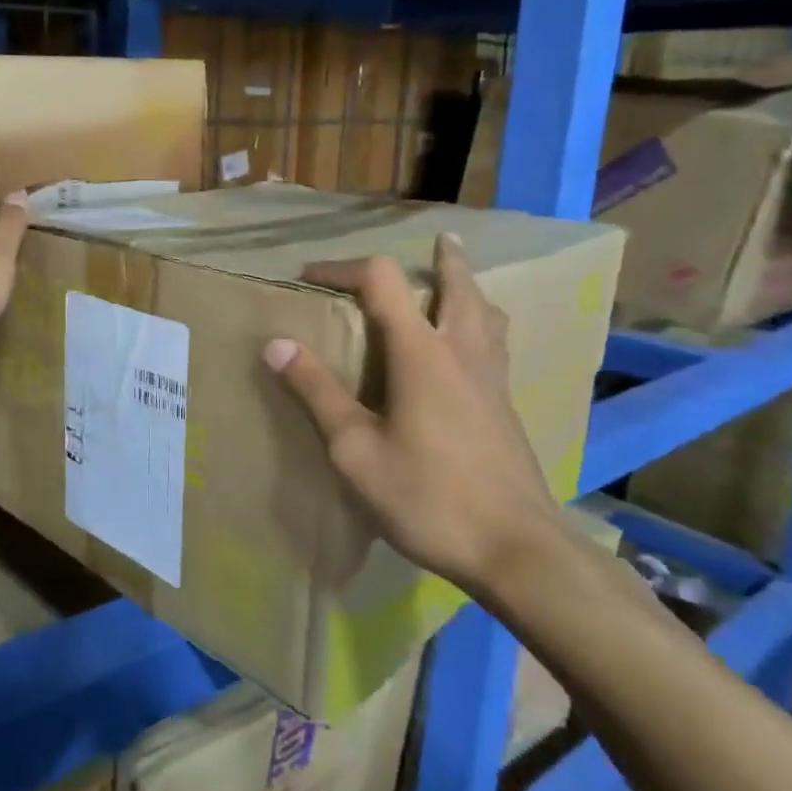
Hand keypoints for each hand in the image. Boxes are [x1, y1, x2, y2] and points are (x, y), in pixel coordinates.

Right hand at [263, 235, 560, 593]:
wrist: (515, 550)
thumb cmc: (427, 497)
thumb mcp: (354, 449)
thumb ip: (317, 392)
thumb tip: (276, 344)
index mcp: (421, 353)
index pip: (382, 282)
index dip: (342, 268)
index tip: (308, 276)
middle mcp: (462, 353)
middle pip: (458, 286)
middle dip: (444, 259)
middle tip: (439, 240)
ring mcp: (492, 381)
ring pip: (488, 314)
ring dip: (469, 289)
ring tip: (457, 284)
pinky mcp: (506, 409)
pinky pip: (495, 345)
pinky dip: (482, 325)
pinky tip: (471, 351)